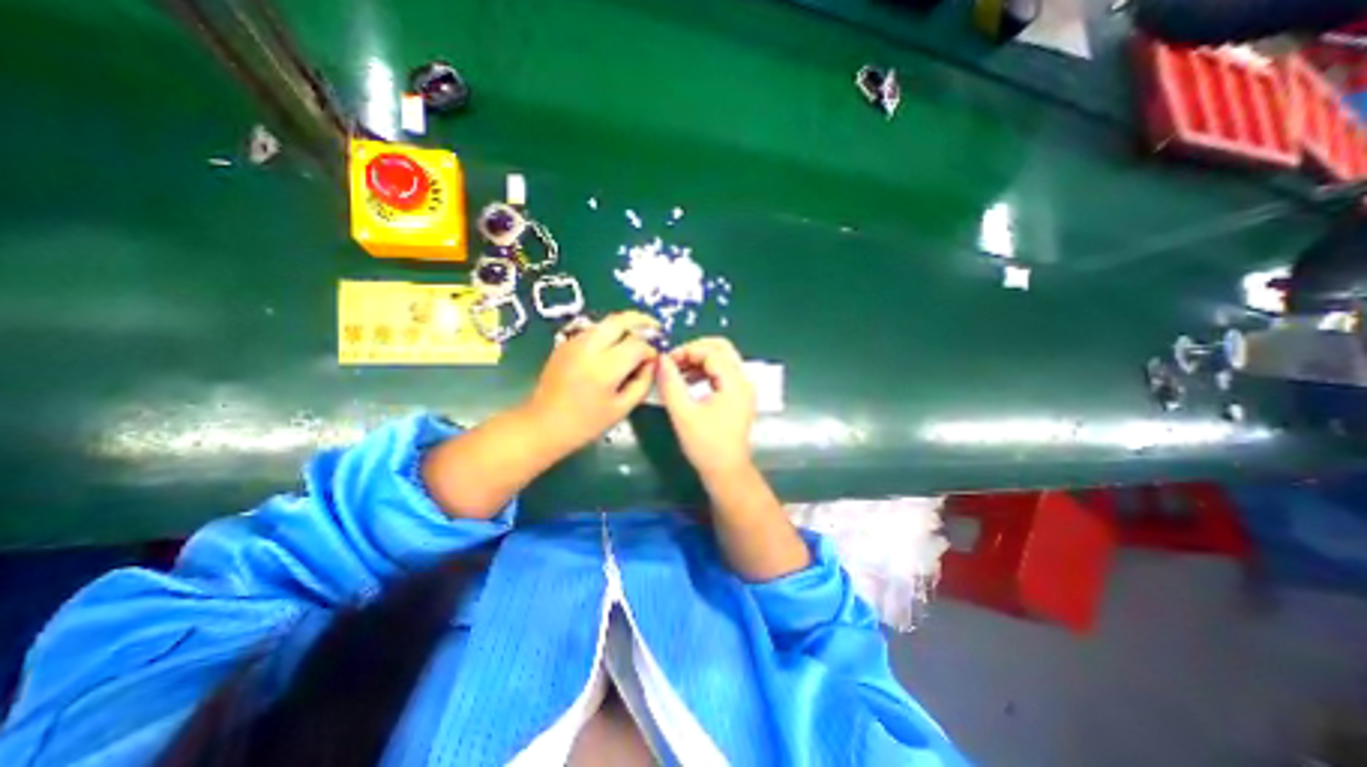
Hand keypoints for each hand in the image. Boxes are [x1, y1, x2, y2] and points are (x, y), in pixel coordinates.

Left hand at [526, 311, 657, 454]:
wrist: (543, 425)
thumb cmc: (586, 423)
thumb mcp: (623, 408)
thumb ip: (643, 382)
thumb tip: (652, 362)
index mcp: (604, 369)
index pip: (636, 345)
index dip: (650, 349)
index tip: (655, 359)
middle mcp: (588, 349)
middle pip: (619, 321)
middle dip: (641, 321)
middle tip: (655, 328)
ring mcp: (573, 343)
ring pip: (606, 322)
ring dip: (625, 325)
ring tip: (638, 335)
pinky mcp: (565, 343)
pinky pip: (594, 330)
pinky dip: (610, 331)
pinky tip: (616, 345)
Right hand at [654, 335, 750, 477]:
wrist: (726, 472)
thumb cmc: (705, 445)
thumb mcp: (682, 413)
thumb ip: (670, 383)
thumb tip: (661, 359)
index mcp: (734, 382)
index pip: (711, 351)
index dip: (686, 351)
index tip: (666, 362)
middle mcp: (744, 380)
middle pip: (721, 348)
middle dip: (695, 350)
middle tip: (674, 361)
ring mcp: (744, 388)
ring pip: (723, 359)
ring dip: (700, 360)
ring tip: (677, 372)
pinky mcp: (739, 397)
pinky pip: (723, 372)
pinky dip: (706, 371)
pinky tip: (689, 382)